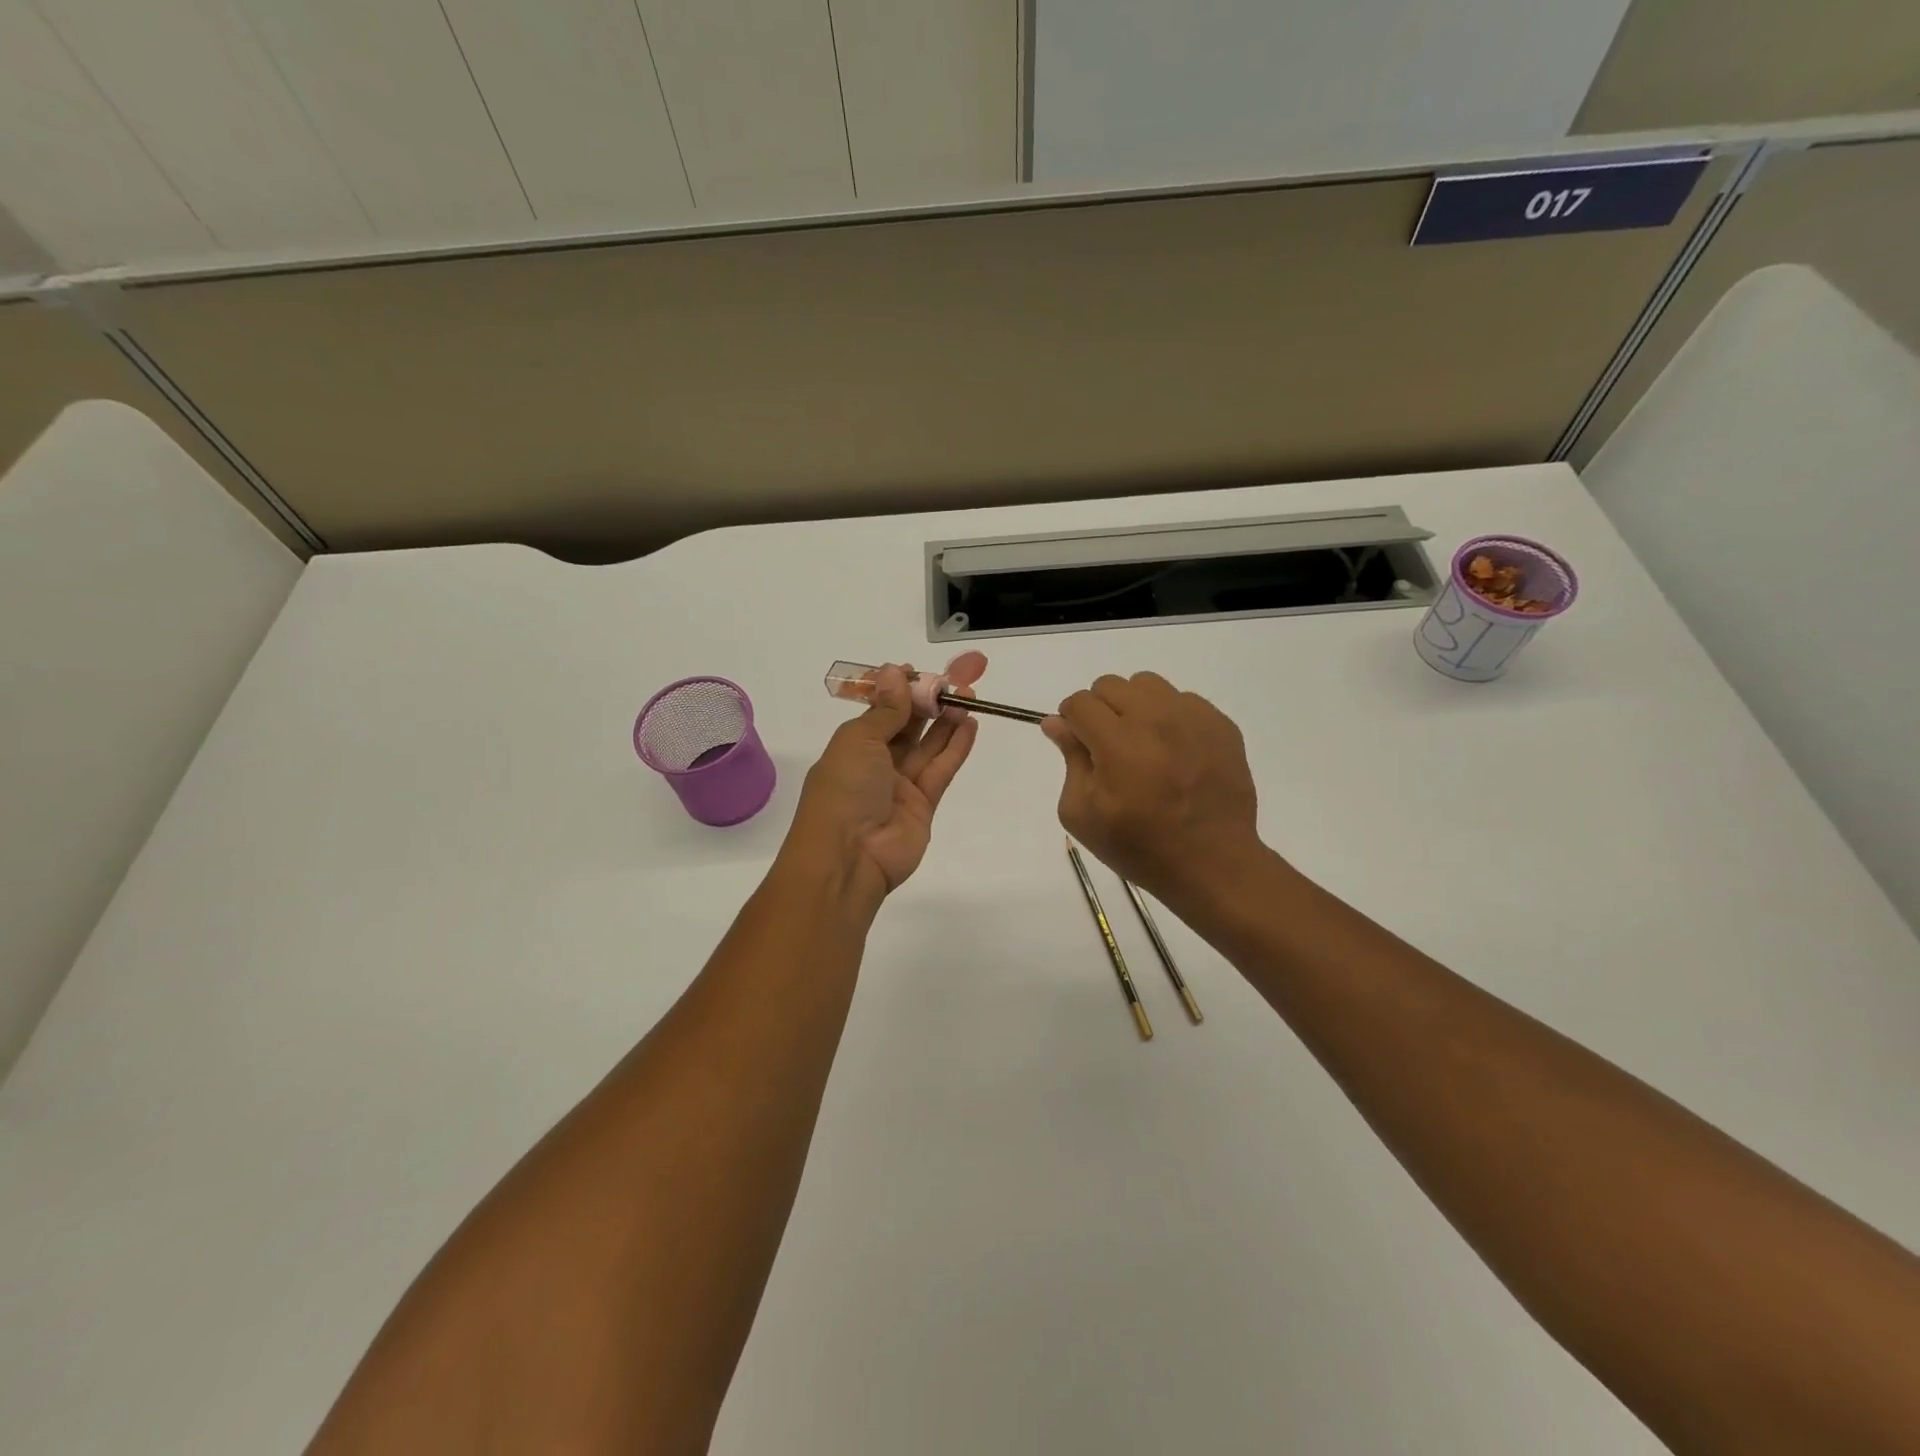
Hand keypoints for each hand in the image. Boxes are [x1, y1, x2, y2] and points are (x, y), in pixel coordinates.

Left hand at [783, 664, 978, 904]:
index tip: (923, 670)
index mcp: (852, 744)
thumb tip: (894, 670)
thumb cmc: (844, 791)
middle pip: (908, 724)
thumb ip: (886, 709)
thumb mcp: (859, 740)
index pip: (882, 709)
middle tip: (959, 677)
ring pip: (928, 746)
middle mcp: (876, 762)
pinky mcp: (923, 805)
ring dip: (947, 720)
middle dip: (931, 700)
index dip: (902, 689)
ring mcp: (900, 785)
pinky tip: (971, 724)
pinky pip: (941, 770)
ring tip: (970, 696)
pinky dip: (956, 747)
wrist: (849, 858)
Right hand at [1043, 672, 1263, 905]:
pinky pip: (1183, 700)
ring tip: (1142, 743)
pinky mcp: (1220, 724)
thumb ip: (1069, 760)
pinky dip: (1170, 717)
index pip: (1080, 702)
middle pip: (1111, 685)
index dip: (1071, 721)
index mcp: (1118, 743)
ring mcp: (1193, 718)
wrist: (1211, 862)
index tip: (1079, 744)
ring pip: (1148, 684)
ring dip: (1135, 706)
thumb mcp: (1082, 813)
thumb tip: (1056, 723)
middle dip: (1100, 710)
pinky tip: (1174, 752)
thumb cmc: (1139, 846)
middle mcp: (1156, 719)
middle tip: (1109, 748)